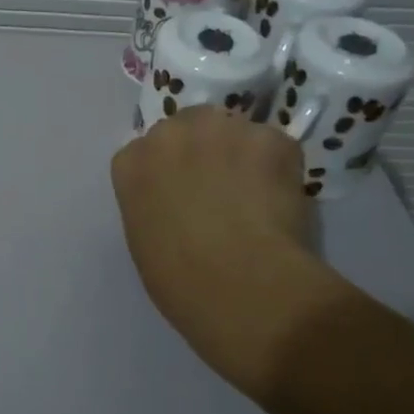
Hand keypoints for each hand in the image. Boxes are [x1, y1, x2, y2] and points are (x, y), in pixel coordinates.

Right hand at [111, 105, 336, 392]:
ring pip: (234, 132)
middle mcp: (170, 133)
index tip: (182, 195)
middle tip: (222, 189)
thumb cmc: (179, 280)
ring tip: (258, 195)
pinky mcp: (270, 138)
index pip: (145, 152)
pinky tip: (282, 201)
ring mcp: (221, 130)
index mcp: (130, 163)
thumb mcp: (144, 239)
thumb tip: (178, 202)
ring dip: (243, 154)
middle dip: (204, 150)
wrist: (241, 286)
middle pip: (189, 127)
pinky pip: (275, 146)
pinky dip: (280, 168)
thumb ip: (152, 204)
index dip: (169, 172)